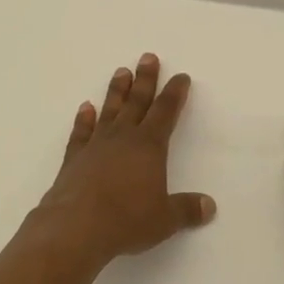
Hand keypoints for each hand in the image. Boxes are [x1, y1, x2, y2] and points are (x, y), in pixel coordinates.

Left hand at [25, 53, 215, 274]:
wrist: (76, 227)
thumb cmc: (127, 220)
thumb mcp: (164, 219)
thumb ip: (186, 209)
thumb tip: (209, 206)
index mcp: (149, 146)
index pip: (166, 112)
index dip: (175, 93)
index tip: (180, 76)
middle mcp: (123, 138)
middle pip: (137, 101)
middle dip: (145, 79)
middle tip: (148, 57)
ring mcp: (96, 145)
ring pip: (109, 110)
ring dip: (117, 91)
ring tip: (121, 71)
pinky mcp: (74, 158)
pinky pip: (81, 132)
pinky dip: (84, 119)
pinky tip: (85, 108)